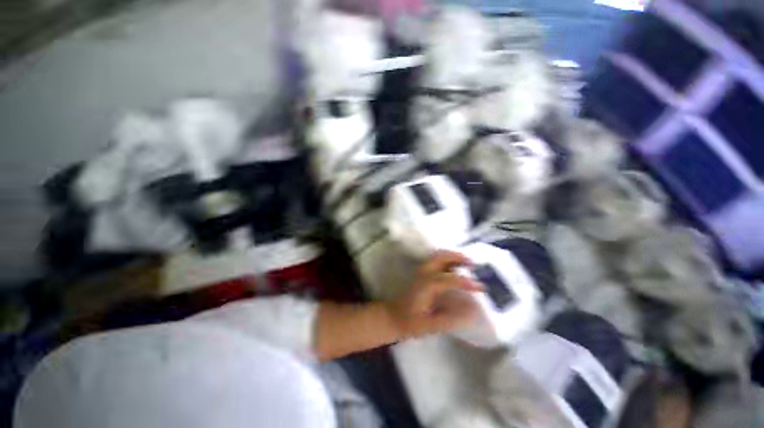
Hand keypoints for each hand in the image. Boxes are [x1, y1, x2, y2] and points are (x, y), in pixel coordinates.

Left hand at [386, 251, 483, 337]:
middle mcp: (424, 273)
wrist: (392, 317)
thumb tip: (471, 310)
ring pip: (438, 256)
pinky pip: (435, 260)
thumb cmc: (410, 322)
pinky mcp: (420, 273)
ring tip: (466, 263)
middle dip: (458, 257)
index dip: (466, 282)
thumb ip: (450, 318)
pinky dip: (447, 260)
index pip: (450, 279)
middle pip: (441, 256)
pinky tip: (454, 268)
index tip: (481, 288)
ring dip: (453, 256)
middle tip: (473, 264)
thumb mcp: (430, 325)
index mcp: (427, 285)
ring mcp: (421, 271)